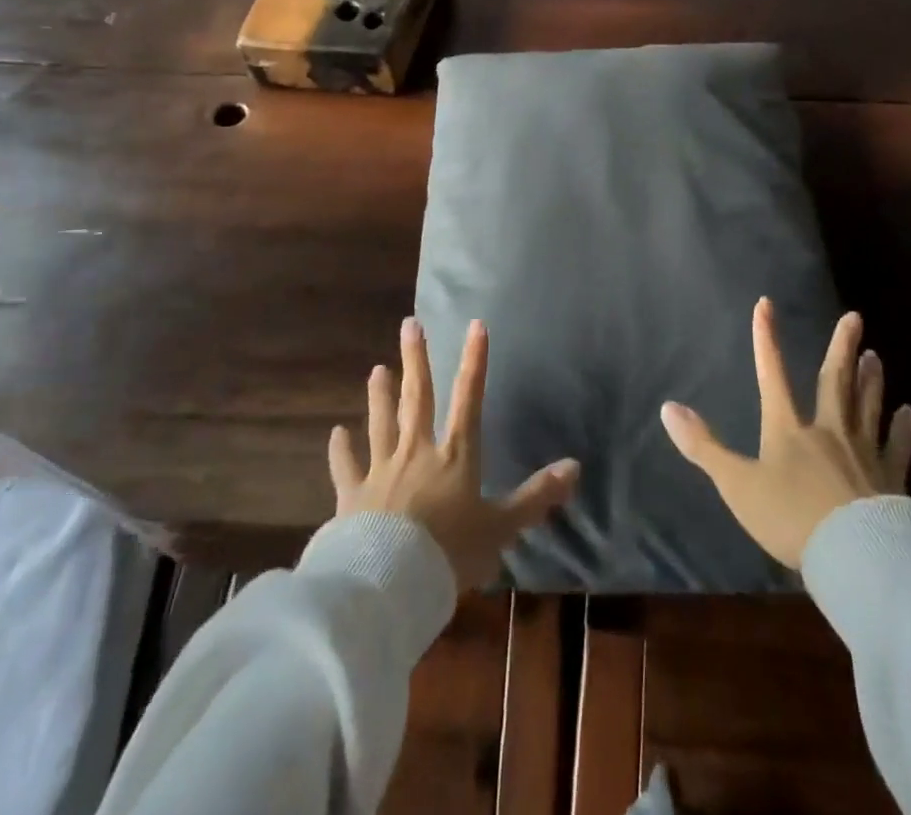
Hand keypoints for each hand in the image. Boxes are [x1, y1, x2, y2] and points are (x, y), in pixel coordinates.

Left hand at [329, 317, 579, 591]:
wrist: (389, 585)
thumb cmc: (450, 554)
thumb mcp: (501, 528)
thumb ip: (536, 496)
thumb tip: (575, 467)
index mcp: (455, 456)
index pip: (469, 399)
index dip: (475, 361)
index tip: (475, 325)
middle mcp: (417, 452)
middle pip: (417, 398)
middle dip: (416, 360)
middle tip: (409, 325)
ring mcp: (381, 471)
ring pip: (381, 423)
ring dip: (380, 395)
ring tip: (377, 369)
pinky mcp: (352, 496)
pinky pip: (346, 467)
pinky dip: (340, 451)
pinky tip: (335, 434)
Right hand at [661, 298, 910, 568]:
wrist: (856, 557)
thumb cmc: (791, 518)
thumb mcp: (737, 485)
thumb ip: (703, 447)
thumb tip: (668, 408)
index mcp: (789, 430)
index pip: (772, 375)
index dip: (766, 339)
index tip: (766, 304)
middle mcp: (829, 431)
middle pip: (835, 381)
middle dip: (841, 348)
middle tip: (854, 318)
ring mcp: (864, 453)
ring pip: (867, 406)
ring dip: (870, 379)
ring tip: (875, 355)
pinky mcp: (892, 479)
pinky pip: (898, 446)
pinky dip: (903, 428)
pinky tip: (908, 413)